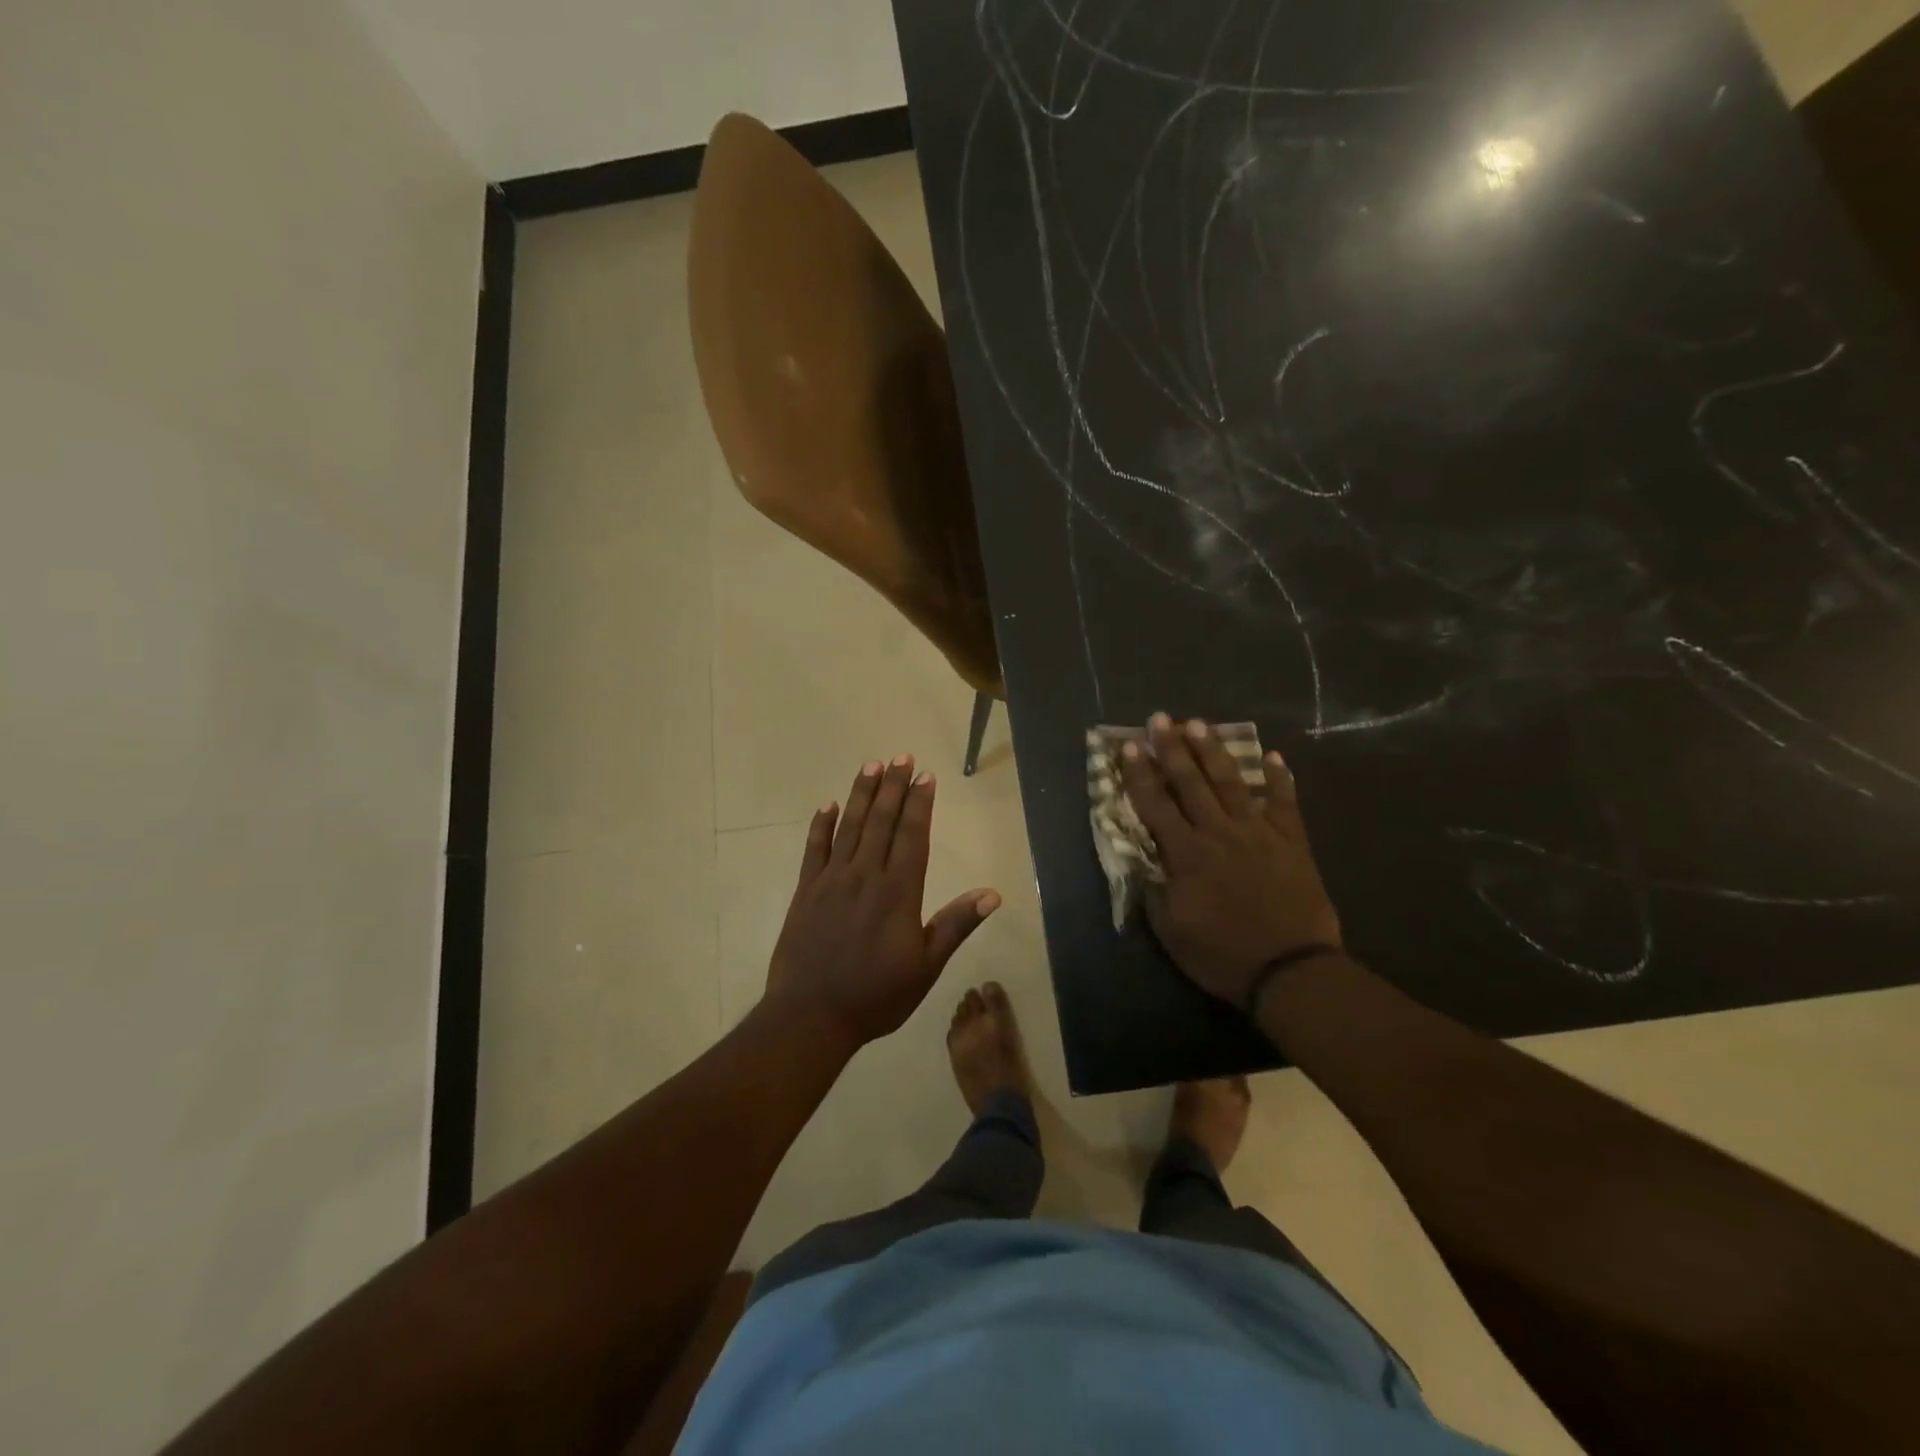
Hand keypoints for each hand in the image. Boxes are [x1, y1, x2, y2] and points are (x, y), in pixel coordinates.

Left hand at [764, 754, 1001, 1049]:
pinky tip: (828, 806)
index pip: (913, 836)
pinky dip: (821, 826)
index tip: (925, 775)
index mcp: (898, 892)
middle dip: (893, 787)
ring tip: (871, 766)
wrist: (810, 1017)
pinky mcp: (805, 892)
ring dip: (862, 794)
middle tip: (901, 756)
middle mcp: (865, 876)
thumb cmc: (876, 996)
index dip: (920, 803)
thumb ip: (955, 925)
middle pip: (882, 822)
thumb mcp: (926, 967)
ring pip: (850, 827)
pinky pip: (814, 850)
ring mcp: (831, 881)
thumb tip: (992, 894)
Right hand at [1119, 714, 1341, 1007]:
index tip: (1128, 747)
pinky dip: (1279, 778)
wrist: (1291, 970)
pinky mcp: (1291, 841)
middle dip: (1171, 748)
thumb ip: (1153, 891)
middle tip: (1160, 718)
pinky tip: (1273, 757)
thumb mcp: (1171, 931)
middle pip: (1190, 782)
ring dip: (1213, 751)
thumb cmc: (1222, 954)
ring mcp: (1258, 832)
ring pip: (1231, 782)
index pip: (1155, 804)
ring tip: (1199, 724)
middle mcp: (1218, 832)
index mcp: (1186, 854)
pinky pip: (1284, 802)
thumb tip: (1143, 862)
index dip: (1139, 774)